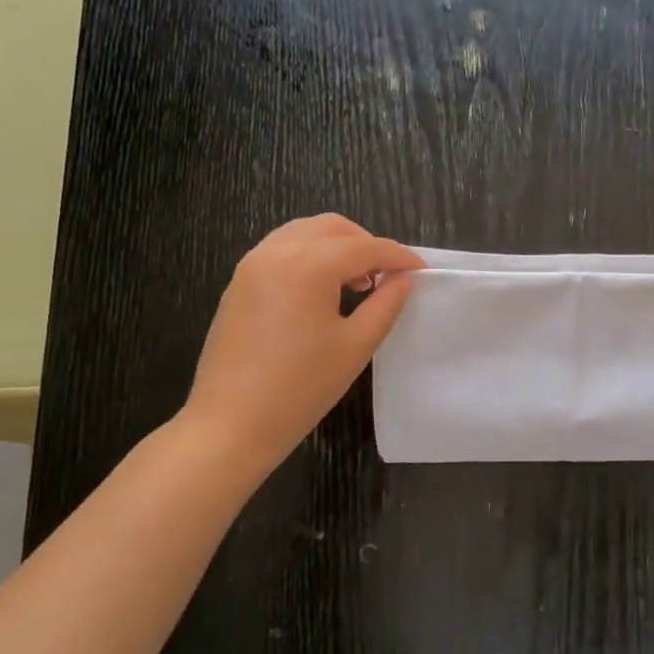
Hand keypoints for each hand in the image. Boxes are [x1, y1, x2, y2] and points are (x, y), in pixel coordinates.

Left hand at [182, 215, 423, 473]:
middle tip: (388, 276)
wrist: (231, 425)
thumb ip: (385, 305)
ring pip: (304, 233)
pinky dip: (310, 256)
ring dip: (337, 247)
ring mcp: (251, 266)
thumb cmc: (301, 388)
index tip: (422, 272)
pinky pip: (282, 251)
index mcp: (307, 266)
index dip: (398, 257)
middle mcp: (276, 253)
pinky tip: (323, 292)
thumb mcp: (355, 346)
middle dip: (366, 244)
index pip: (365, 247)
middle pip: (332, 228)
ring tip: (357, 283)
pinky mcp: (239, 284)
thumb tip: (403, 281)